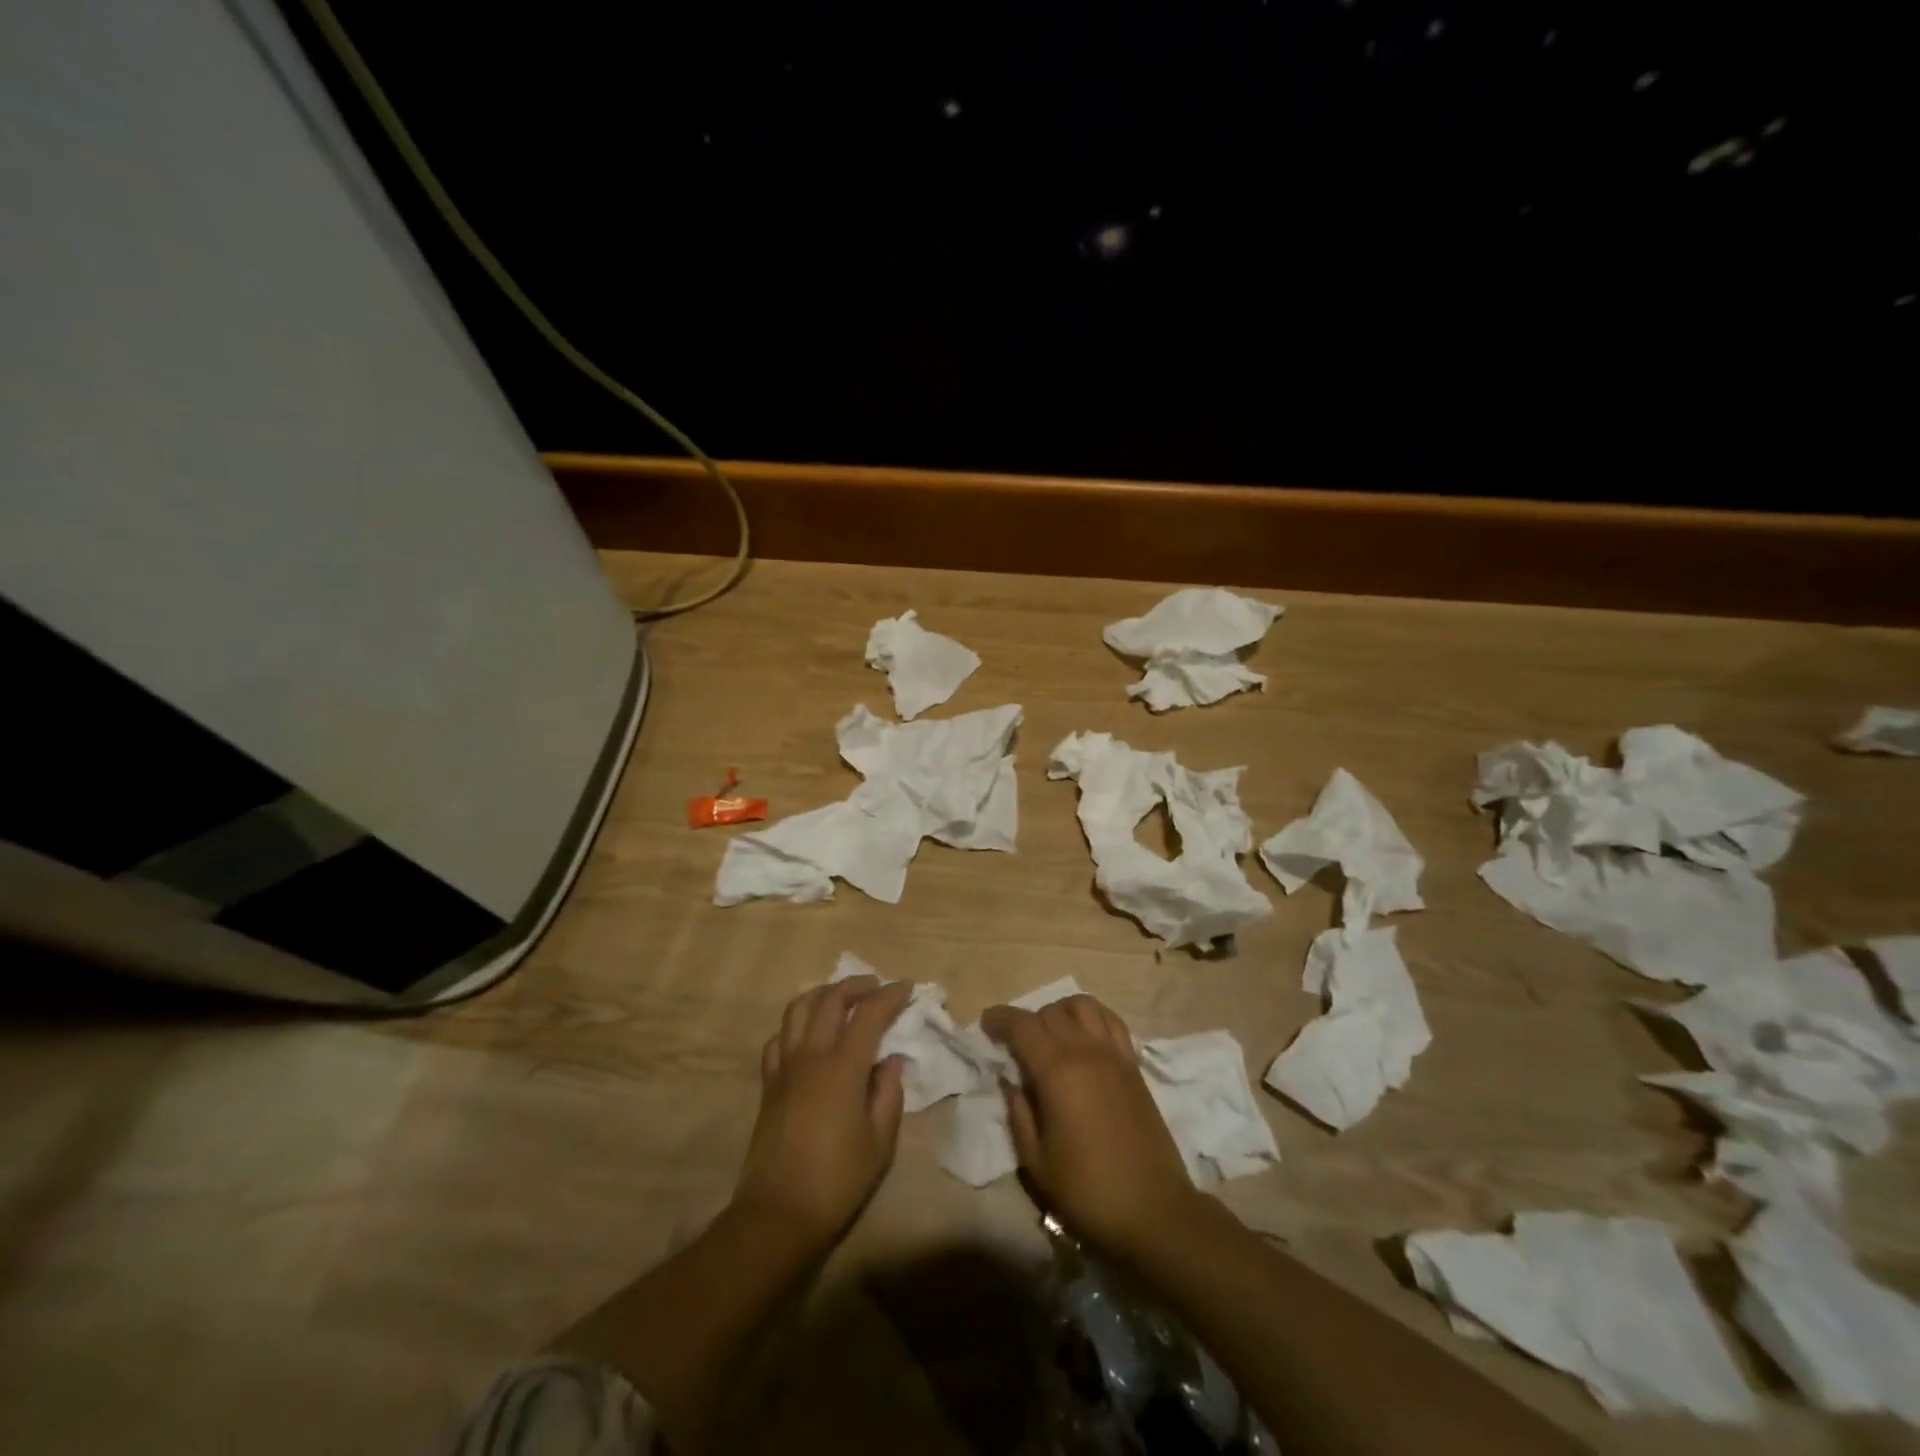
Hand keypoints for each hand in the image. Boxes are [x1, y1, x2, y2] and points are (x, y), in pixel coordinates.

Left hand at [733, 975, 912, 1254]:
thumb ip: (889, 1094)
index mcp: (843, 1067)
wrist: (778, 1214)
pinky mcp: (768, 1084)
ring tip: (842, 998)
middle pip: (830, 999)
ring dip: (823, 994)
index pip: (869, 1014)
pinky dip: (795, 1024)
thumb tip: (891, 1061)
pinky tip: (808, 1034)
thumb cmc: (838, 1181)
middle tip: (877, 987)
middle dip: (857, 986)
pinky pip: (778, 1038)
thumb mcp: (880, 1142)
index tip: (907, 987)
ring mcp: (785, 1067)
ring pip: (798, 1008)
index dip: (890, 996)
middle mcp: (811, 1056)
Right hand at [981, 994, 1205, 1263]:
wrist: (1153, 1210)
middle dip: (1027, 1021)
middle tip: (1016, 1044)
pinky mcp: (1134, 1065)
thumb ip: (1018, 1114)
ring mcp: (1114, 1055)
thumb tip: (1010, 1081)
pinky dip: (1093, 1017)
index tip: (986, 1024)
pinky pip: (1112, 1021)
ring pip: (1083, 1005)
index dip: (1000, 1018)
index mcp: (1057, 1072)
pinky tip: (1085, 1037)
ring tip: (1051, 1034)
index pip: (1022, 1025)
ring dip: (1061, 1011)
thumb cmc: (1088, 1191)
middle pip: (1051, 1012)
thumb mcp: (1036, 1162)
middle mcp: (1086, 1051)